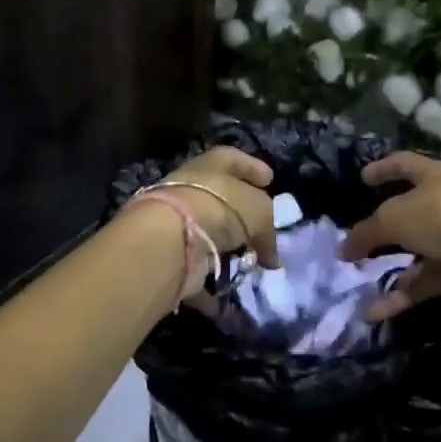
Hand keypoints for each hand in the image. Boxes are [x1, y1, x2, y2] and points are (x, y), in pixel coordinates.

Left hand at [155, 147, 281, 270]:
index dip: (252, 168)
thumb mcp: (260, 211)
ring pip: (209, 229)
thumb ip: (268, 229)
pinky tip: (229, 283)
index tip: (269, 180)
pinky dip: (213, 273)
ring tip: (250, 258)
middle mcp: (190, 186)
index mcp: (211, 164)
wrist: (173, 237)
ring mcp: (177, 218)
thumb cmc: (222, 207)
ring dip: (228, 244)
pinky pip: (198, 260)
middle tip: (262, 226)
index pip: (233, 158)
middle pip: (220, 195)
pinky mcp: (170, 249)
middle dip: (242, 212)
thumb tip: (270, 256)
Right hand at [339, 152, 440, 320]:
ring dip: (392, 268)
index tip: (363, 178)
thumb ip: (368, 232)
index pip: (405, 164)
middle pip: (413, 211)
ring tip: (362, 283)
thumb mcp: (396, 218)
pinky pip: (430, 278)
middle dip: (386, 228)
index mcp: (436, 175)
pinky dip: (406, 293)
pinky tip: (379, 310)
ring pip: (420, 250)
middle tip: (361, 241)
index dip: (383, 168)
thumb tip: (344, 249)